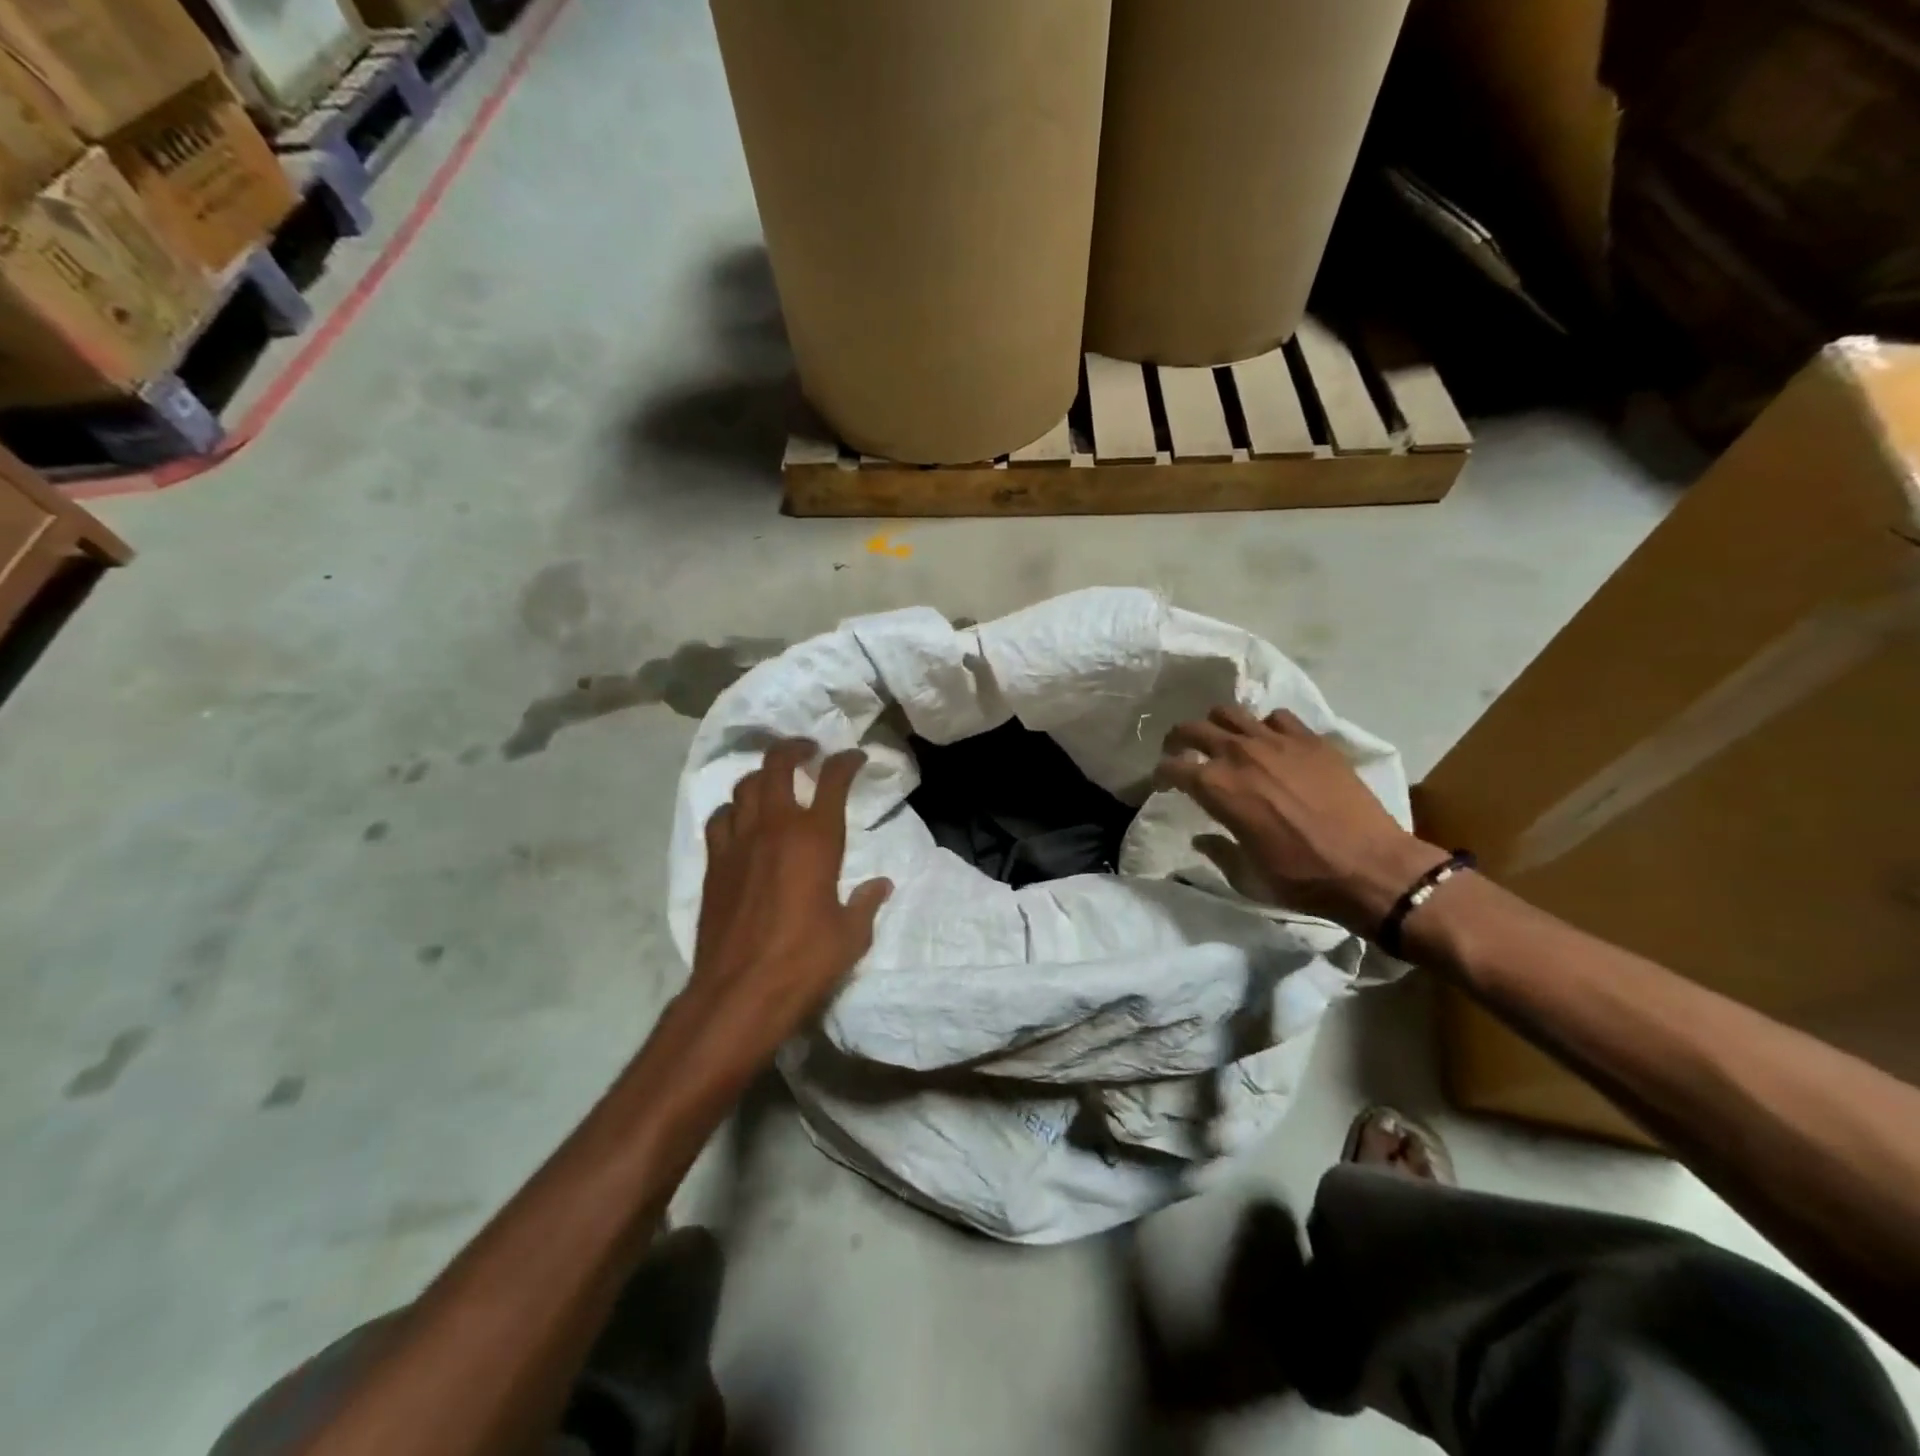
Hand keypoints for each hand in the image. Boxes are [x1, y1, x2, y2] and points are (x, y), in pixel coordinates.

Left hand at [686, 740, 891, 1066]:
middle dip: (794, 748)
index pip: (833, 781)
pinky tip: (741, 819)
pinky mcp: (714, 863)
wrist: (740, 991)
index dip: (846, 762)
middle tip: (808, 750)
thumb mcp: (850, 935)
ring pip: (745, 786)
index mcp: (815, 839)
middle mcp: (775, 828)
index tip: (856, 758)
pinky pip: (720, 818)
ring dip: (762, 775)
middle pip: (777, 766)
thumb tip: (881, 885)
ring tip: (774, 780)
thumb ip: (866, 904)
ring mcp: (738, 842)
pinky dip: (733, 809)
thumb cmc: (805, 961)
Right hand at [1156, 705, 1445, 933]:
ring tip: (1224, 742)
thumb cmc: (1302, 877)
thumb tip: (1201, 839)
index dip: (1160, 775)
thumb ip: (1217, 851)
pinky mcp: (1311, 740)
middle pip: (1193, 729)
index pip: (1171, 767)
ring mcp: (1277, 741)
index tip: (1163, 784)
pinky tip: (1271, 744)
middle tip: (1182, 753)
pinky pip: (1276, 717)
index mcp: (1217, 788)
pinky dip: (1265, 727)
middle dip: (1179, 740)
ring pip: (1230, 713)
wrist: (1372, 868)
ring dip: (1218, 726)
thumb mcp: (1246, 875)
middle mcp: (1240, 755)